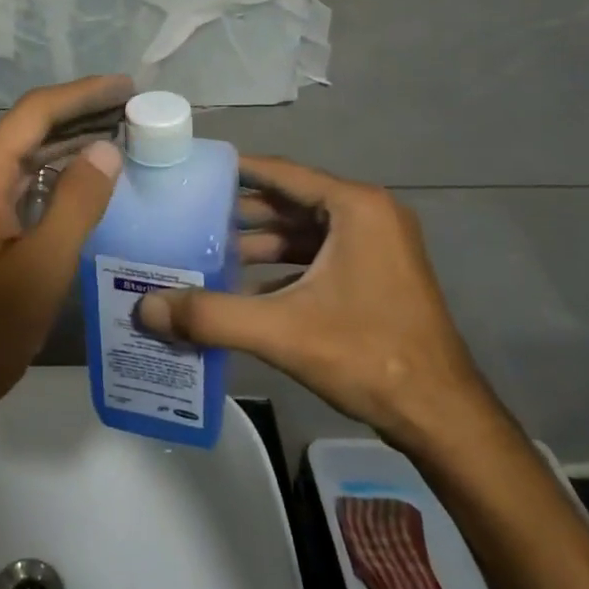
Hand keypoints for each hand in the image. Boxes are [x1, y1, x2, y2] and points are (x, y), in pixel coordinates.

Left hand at [0, 75, 132, 448]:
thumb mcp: (39, 271)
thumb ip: (76, 203)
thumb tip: (106, 148)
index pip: (35, 112)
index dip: (84, 94)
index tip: (128, 86)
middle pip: (23, 130)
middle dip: (78, 117)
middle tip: (132, 114)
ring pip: (13, 158)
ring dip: (61, 147)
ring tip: (115, 141)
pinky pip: (3, 185)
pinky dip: (41, 177)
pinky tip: (74, 186)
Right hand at [135, 156, 491, 452]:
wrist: (443, 417)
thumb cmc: (368, 355)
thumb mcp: (282, 331)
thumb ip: (211, 316)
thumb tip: (145, 307)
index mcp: (354, 207)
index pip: (280, 172)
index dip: (233, 171)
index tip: (190, 172)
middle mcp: (368, 214)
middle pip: (290, 201)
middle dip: (239, 212)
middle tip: (188, 217)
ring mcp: (376, 246)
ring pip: (303, 231)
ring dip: (259, 242)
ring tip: (207, 253)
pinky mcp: (376, 275)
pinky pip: (318, 256)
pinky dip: (283, 266)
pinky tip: (244, 288)